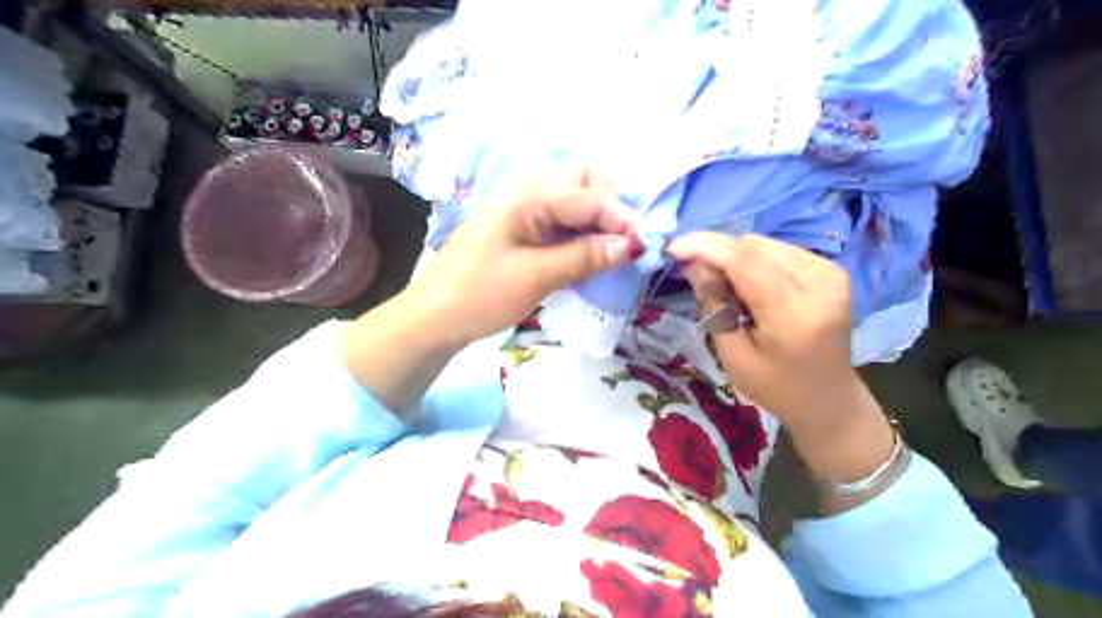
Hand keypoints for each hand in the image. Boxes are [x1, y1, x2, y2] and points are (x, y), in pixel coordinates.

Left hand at [400, 167, 642, 344]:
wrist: (433, 318)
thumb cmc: (480, 295)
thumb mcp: (536, 277)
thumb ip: (584, 257)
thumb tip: (630, 245)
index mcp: (526, 197)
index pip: (587, 195)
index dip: (620, 216)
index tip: (644, 244)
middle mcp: (525, 192)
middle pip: (580, 179)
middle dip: (608, 203)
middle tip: (622, 239)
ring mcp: (520, 209)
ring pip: (571, 199)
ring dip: (595, 218)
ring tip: (610, 249)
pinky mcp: (519, 229)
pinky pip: (559, 219)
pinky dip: (578, 231)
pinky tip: (587, 253)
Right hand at [663, 233, 892, 493]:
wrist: (828, 398)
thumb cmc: (775, 387)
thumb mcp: (733, 357)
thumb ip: (714, 306)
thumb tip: (693, 263)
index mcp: (795, 315)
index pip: (746, 262)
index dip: (706, 247)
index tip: (673, 248)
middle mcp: (820, 283)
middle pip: (753, 247)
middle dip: (719, 257)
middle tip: (704, 285)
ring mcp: (829, 272)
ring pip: (763, 244)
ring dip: (736, 260)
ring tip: (733, 294)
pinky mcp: (830, 268)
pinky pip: (777, 249)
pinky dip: (754, 263)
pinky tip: (753, 289)